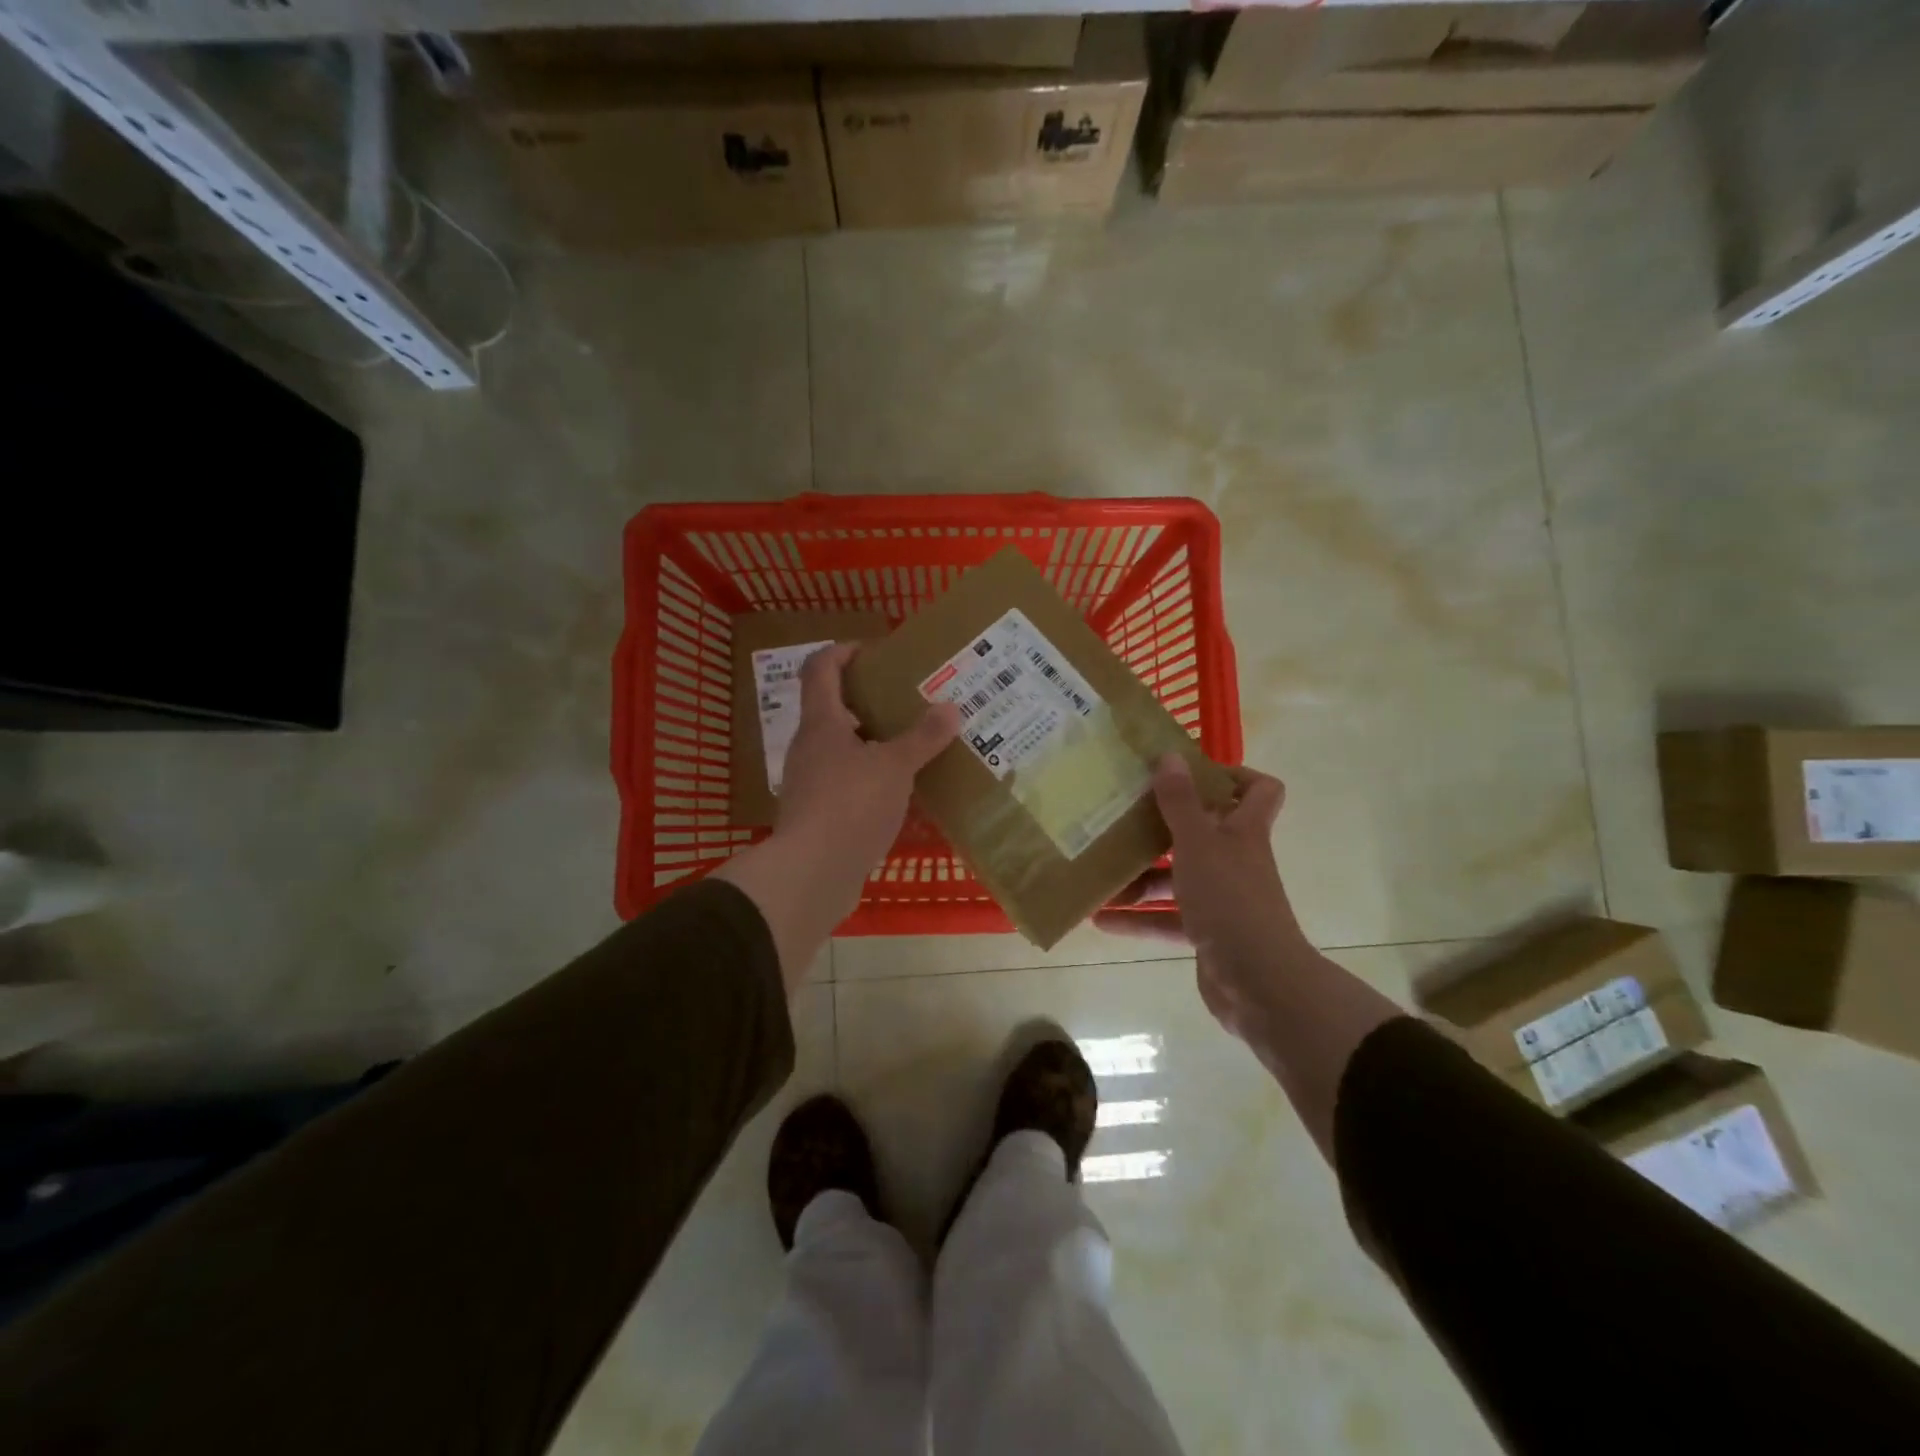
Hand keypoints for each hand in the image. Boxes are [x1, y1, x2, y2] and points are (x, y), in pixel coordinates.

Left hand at [717, 642, 957, 991]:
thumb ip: (922, 737)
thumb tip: (950, 708)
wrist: (812, 873)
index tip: (876, 653)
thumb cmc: (850, 805)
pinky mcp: (818, 814)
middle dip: (869, 701)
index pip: (821, 668)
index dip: (843, 652)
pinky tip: (902, 792)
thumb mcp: (895, 767)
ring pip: (842, 749)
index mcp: (822, 723)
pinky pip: (847, 784)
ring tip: (912, 746)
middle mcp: (810, 746)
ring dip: (873, 743)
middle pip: (833, 708)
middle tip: (908, 702)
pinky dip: (872, 779)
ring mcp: (810, 782)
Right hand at [1095, 756, 1308, 1046]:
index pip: (1258, 789)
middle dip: (1162, 827)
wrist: (1258, 983)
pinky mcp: (1208, 933)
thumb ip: (1180, 802)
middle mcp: (1235, 860)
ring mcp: (1222, 899)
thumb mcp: (1198, 844)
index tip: (1188, 773)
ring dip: (1141, 878)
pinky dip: (1138, 918)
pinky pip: (1168, 919)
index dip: (1232, 775)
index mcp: (1243, 831)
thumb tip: (1170, 756)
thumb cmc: (1230, 900)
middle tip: (1123, 817)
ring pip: (1178, 878)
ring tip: (1100, 873)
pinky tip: (1101, 919)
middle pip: (1203, 832)